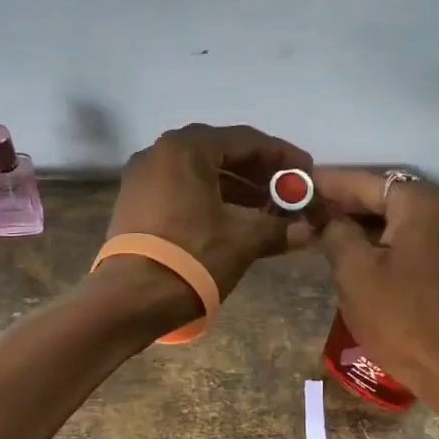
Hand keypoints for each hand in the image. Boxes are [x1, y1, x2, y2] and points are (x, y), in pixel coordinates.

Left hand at [100, 124, 315, 320]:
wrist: (131, 299)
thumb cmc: (192, 258)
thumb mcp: (243, 241)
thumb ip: (278, 229)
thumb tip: (308, 231)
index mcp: (187, 149)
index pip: (245, 140)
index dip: (281, 157)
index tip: (306, 172)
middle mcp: (159, 153)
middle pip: (220, 152)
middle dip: (258, 172)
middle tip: (287, 190)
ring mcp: (142, 178)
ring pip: (199, 172)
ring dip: (235, 187)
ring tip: (266, 209)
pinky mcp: (134, 203)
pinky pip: (181, 189)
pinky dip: (209, 198)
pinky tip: (233, 219)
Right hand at [314, 168, 438, 410]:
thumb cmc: (401, 317)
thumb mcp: (355, 273)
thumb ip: (336, 233)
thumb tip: (327, 218)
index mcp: (423, 203)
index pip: (367, 183)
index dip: (329, 184)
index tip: (300, 185)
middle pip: (389, 197)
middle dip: (349, 204)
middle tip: (311, 211)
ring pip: (404, 219)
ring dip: (369, 224)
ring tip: (331, 232)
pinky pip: (419, 239)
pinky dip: (391, 241)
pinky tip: (366, 253)